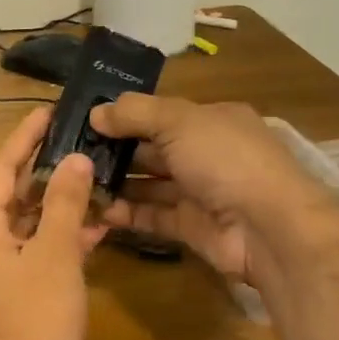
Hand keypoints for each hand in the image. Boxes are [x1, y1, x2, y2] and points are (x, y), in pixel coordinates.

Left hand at [0, 107, 106, 339]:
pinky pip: (32, 253)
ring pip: (25, 225)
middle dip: (46, 171)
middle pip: (11, 195)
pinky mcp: (8, 295)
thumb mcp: (55, 255)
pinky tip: (94, 232)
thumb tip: (75, 160)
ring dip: (58, 207)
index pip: (0, 169)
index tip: (48, 112)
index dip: (24, 138)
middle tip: (78, 143)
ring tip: (94, 182)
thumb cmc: (36, 320)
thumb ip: (65, 204)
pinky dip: (58, 240)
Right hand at [89, 95, 338, 285]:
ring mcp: (199, 192)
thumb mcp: (178, 121)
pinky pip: (152, 216)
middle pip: (152, 148)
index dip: (125, 114)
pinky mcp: (190, 227)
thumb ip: (135, 113)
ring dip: (116, 183)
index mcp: (210, 120)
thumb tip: (96, 112)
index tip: (85, 119)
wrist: (268, 227)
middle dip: (115, 150)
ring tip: (75, 181)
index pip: (161, 113)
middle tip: (70, 153)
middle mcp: (205, 153)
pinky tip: (95, 209)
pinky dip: (126, 213)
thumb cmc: (225, 159)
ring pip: (149, 184)